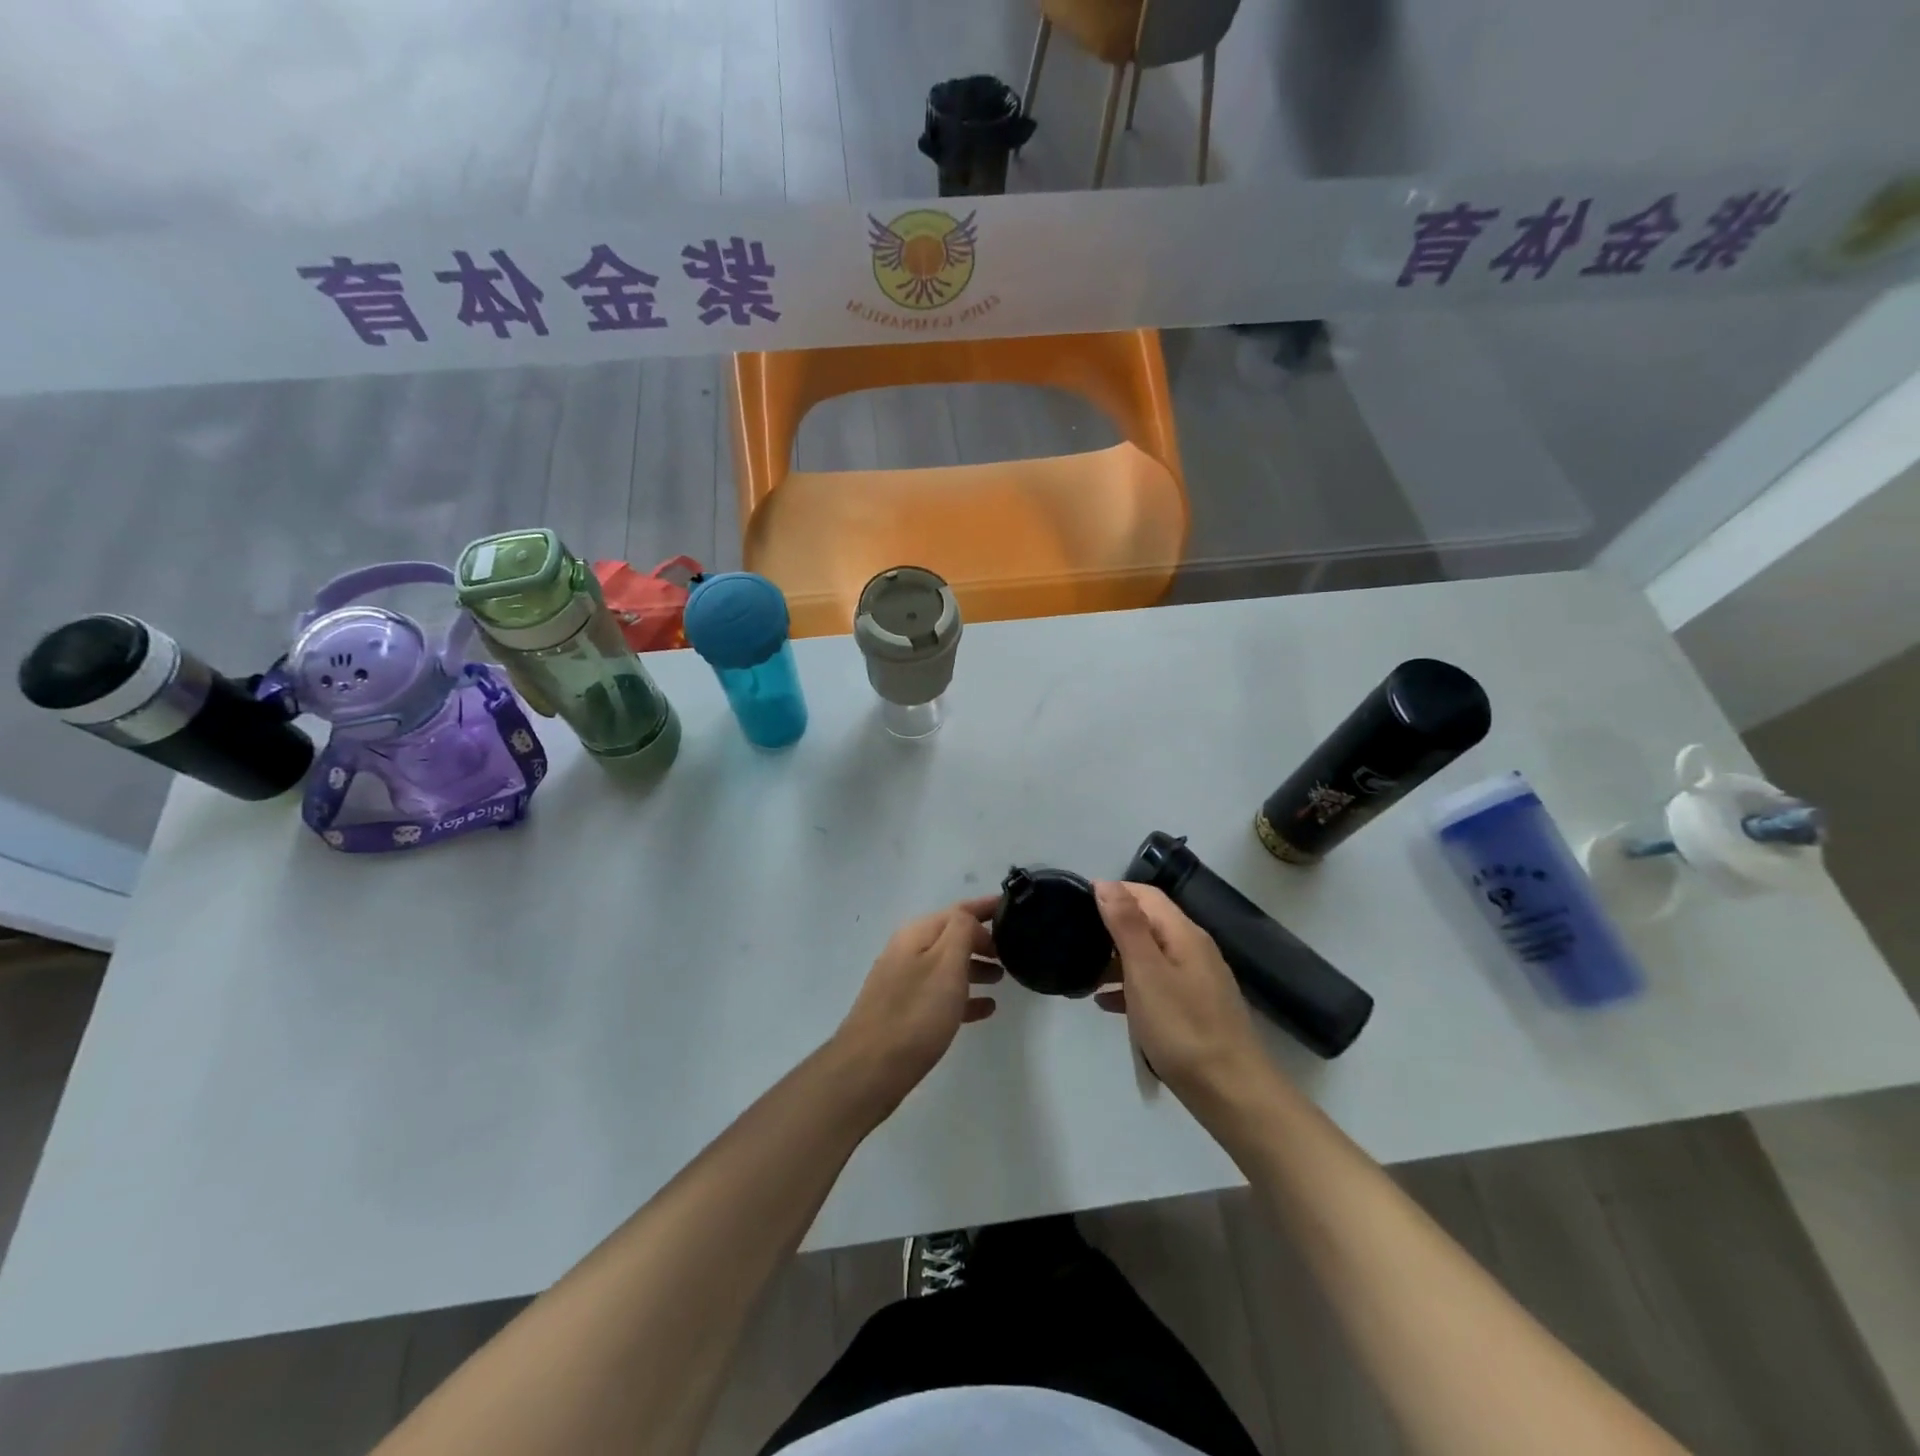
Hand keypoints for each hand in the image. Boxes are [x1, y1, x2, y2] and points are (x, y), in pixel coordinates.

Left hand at [832, 897, 1002, 1115]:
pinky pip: (941, 994)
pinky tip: (985, 1009)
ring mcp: (904, 982)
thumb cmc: (916, 1013)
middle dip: (983, 940)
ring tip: (1003, 978)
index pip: (959, 910)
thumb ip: (962, 932)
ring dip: (975, 967)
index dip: (986, 907)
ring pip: (947, 965)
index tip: (1014, 906)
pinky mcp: (904, 1011)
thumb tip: (971, 920)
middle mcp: (908, 951)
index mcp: (917, 934)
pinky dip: (964, 995)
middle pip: (952, 936)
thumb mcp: (946, 964)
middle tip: (1014, 951)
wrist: (870, 1068)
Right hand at [1093, 882, 1268, 1106]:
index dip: (1113, 892)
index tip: (1076, 904)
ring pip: (1150, 956)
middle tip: (1074, 940)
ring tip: (1083, 974)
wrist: (1233, 1094)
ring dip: (1117, 960)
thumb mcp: (1146, 972)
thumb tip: (1106, 883)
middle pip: (1148, 923)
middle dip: (1111, 926)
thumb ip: (1126, 925)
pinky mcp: (1195, 1009)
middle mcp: (1194, 949)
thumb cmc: (1183, 1028)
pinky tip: (1108, 1004)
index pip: (1145, 895)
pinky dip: (1131, 987)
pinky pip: (1157, 985)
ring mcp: (1197, 981)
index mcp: (1184, 934)